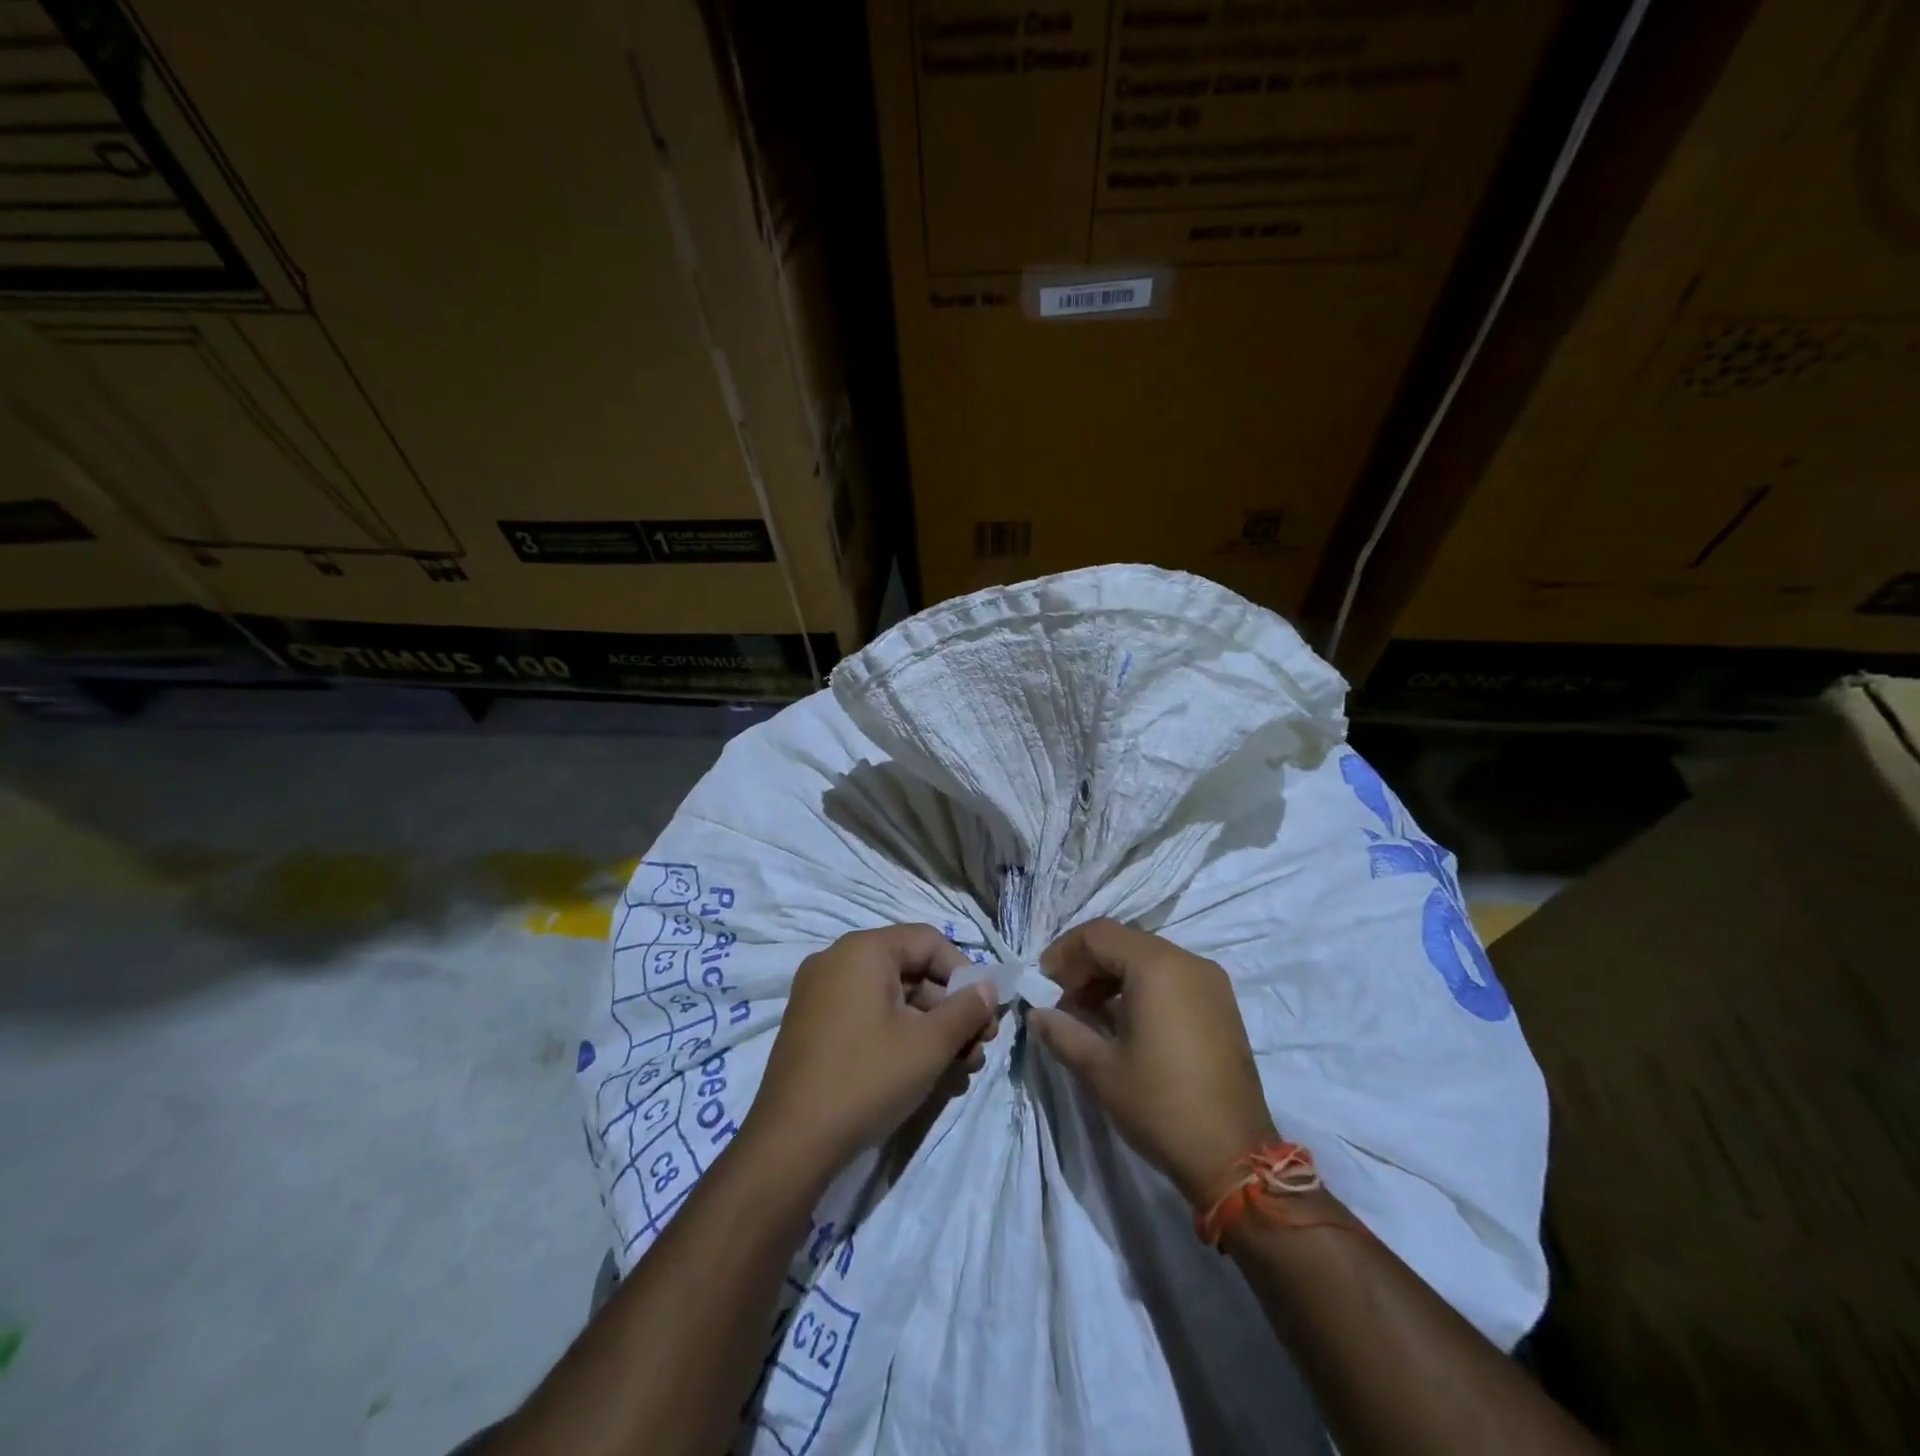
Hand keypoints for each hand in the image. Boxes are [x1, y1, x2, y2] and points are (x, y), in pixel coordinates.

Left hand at [742, 924, 997, 1183]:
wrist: (790, 1143)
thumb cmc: (867, 1079)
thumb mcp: (929, 1045)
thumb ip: (966, 1010)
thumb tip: (989, 989)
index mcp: (863, 951)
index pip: (929, 942)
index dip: (964, 974)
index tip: (984, 1014)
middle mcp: (837, 961)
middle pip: (911, 972)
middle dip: (951, 1011)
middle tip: (977, 1050)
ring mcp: (820, 994)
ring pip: (892, 1000)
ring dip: (930, 1030)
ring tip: (958, 1071)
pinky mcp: (813, 1027)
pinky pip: (867, 1017)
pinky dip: (898, 1037)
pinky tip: (924, 1074)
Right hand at [1029, 918, 1277, 1204]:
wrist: (1234, 1157)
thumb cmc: (1160, 1105)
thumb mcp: (1100, 1070)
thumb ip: (1062, 1031)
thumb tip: (1036, 1013)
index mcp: (1157, 966)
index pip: (1098, 934)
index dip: (1064, 952)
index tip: (1044, 984)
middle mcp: (1187, 961)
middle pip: (1124, 943)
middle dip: (1087, 966)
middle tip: (1062, 1001)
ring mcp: (1210, 982)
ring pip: (1148, 959)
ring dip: (1112, 978)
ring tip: (1088, 1016)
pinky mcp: (1221, 1005)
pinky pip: (1172, 978)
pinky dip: (1141, 988)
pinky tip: (1124, 1024)